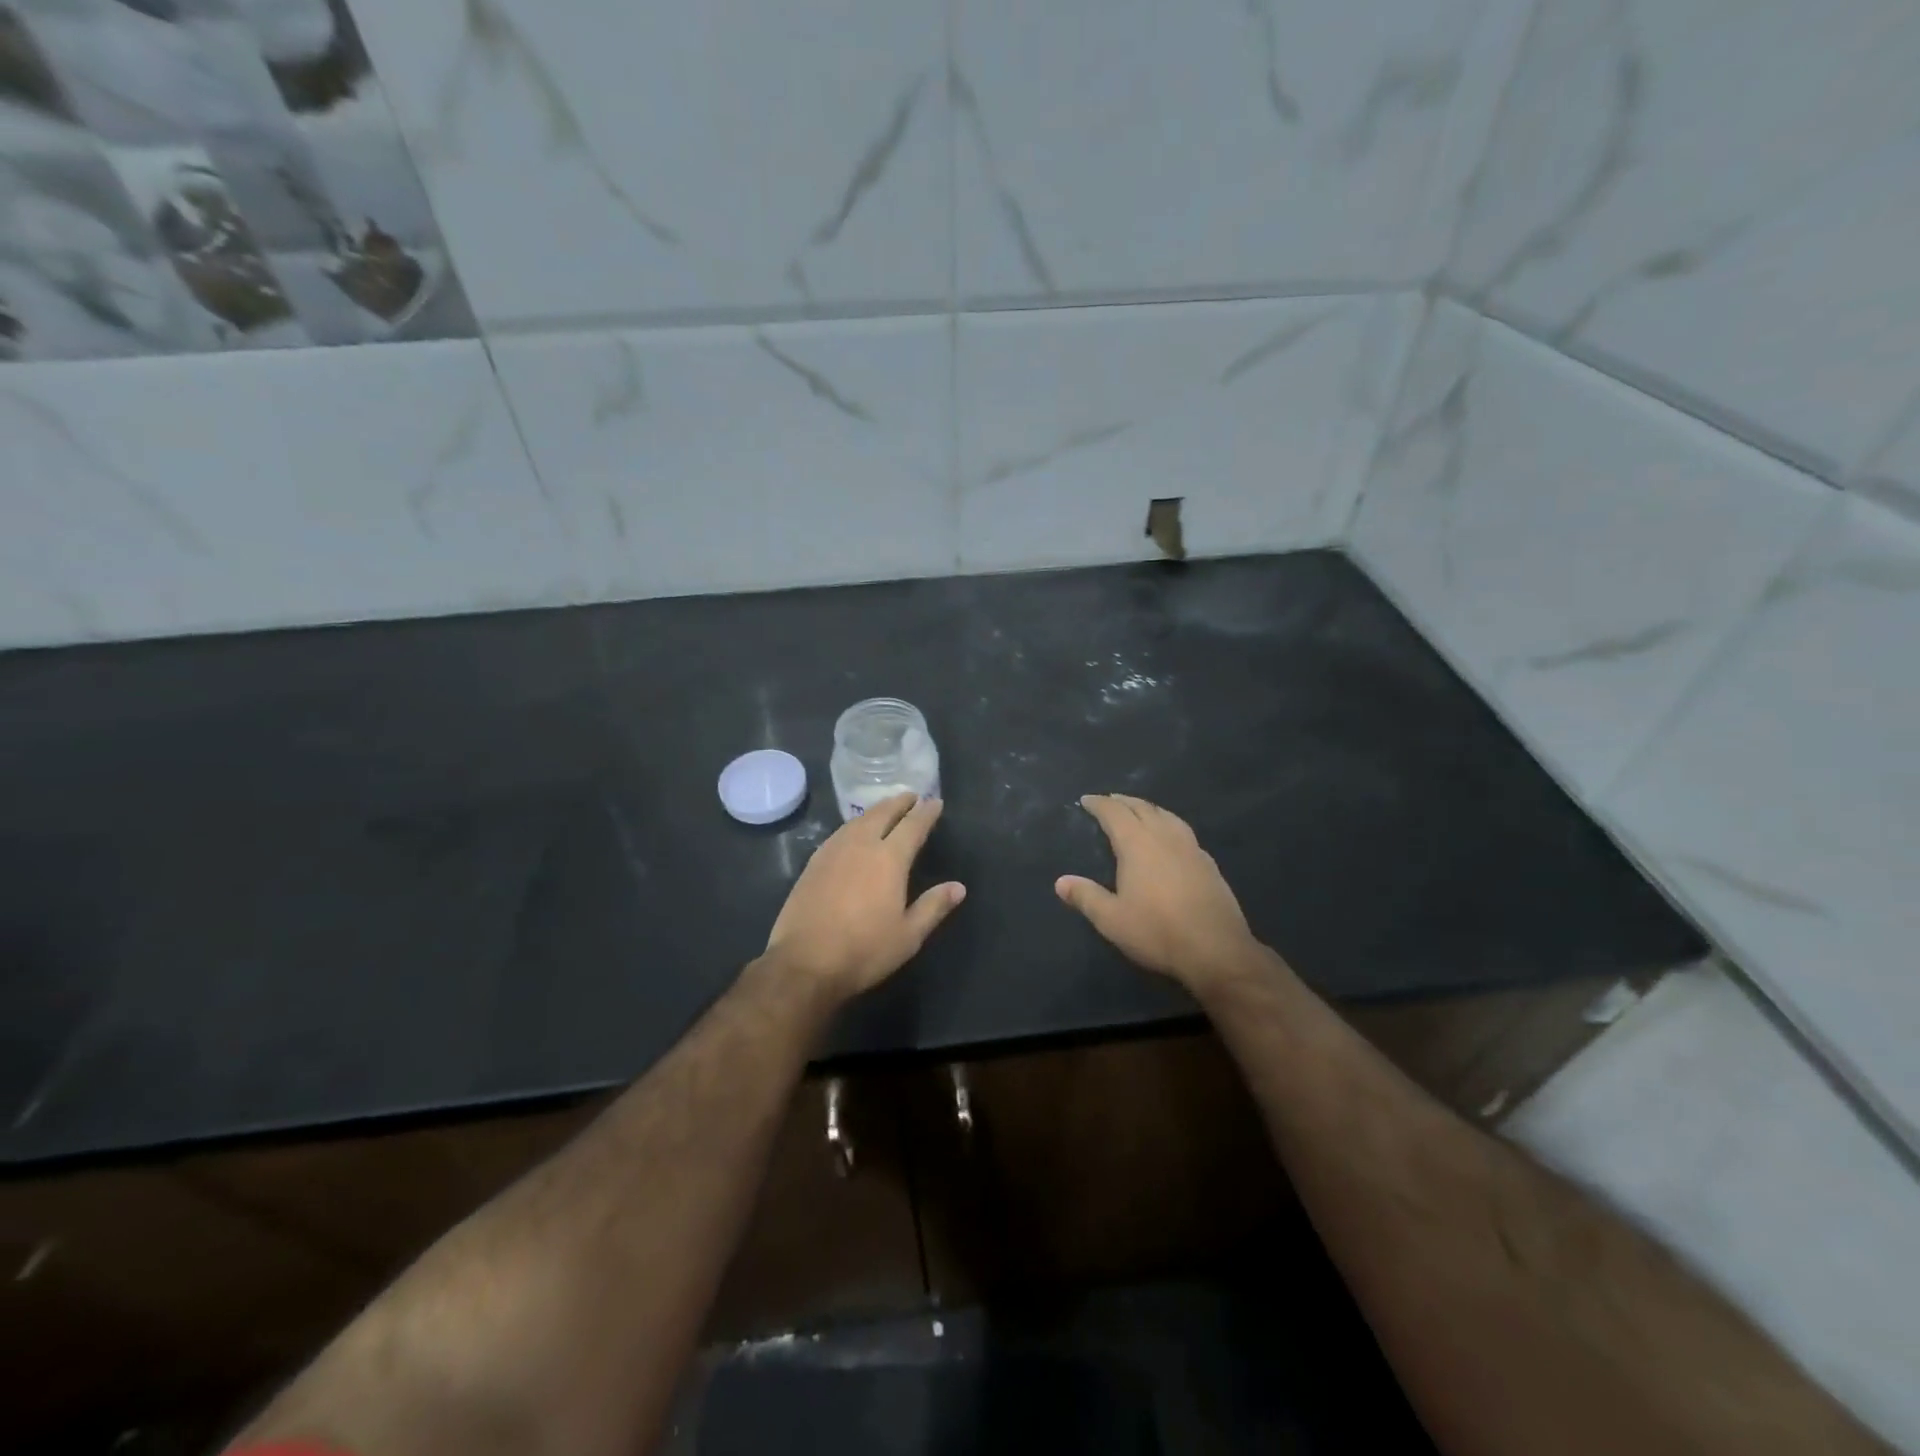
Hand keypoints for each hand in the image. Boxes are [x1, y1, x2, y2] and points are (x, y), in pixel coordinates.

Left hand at [765, 794, 964, 1001]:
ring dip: (875, 811)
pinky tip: (853, 833)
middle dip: (899, 803)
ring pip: (858, 821)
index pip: (913, 826)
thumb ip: (934, 907)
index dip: (926, 812)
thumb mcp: (908, 935)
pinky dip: (854, 825)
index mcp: (889, 859)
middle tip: (911, 796)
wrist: (804, 963)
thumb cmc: (864, 951)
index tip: (936, 802)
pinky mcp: (813, 864)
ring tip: (885, 809)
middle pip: (882, 814)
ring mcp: (833, 852)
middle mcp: (861, 846)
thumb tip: (959, 887)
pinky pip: (839, 833)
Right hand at [1056, 794, 1261, 990]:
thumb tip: (1061, 881)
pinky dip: (1169, 825)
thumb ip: (1086, 896)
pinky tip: (1170, 839)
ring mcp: (1191, 848)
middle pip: (1142, 808)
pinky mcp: (1208, 863)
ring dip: (1148, 808)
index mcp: (1137, 844)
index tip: (1086, 799)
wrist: (1216, 949)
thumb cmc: (1157, 931)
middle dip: (1123, 801)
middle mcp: (1165, 837)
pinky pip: (1183, 831)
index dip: (1099, 804)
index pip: (1114, 813)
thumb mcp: (1112, 919)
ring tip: (1139, 812)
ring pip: (1167, 816)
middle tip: (1109, 800)